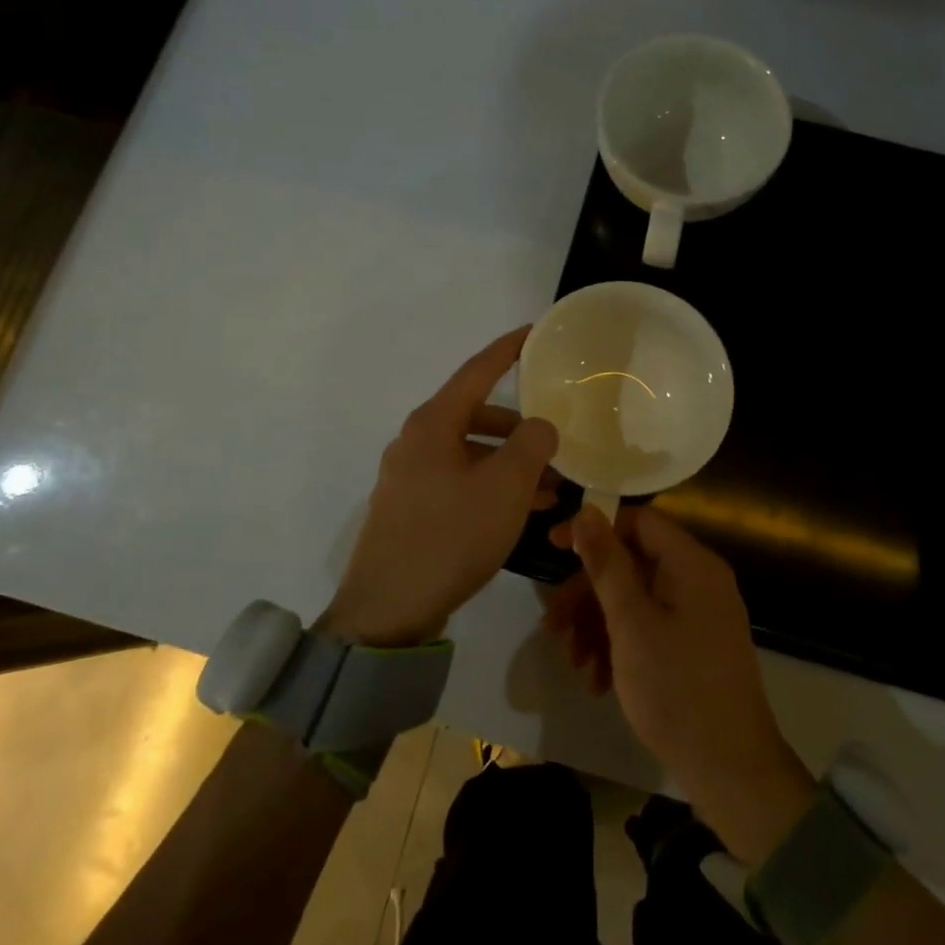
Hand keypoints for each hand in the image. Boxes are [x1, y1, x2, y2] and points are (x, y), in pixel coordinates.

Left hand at [321, 327, 558, 647]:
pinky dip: (491, 487)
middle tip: (556, 443)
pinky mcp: (410, 509)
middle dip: (520, 428)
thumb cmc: (451, 536)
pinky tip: (520, 514)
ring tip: (552, 492)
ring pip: (471, 454)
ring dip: (510, 465)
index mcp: (433, 424)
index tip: (533, 333)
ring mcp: (409, 477)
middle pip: (477, 416)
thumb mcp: (505, 486)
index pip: (477, 371)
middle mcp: (416, 442)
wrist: (388, 610)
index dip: (507, 350)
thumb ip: (532, 444)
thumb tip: (540, 425)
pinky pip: (459, 482)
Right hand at [550, 505, 814, 865]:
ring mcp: (700, 615)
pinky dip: (620, 645)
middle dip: (588, 592)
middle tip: (553, 623)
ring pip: (637, 599)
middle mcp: (699, 580)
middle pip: (633, 564)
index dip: (594, 529)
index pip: (639, 521)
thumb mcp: (631, 624)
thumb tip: (587, 511)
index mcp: (692, 564)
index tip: (554, 548)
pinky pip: (651, 627)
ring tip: (573, 661)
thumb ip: (607, 564)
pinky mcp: (695, 646)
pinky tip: (597, 679)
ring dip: (598, 624)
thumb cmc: (676, 689)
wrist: (731, 771)